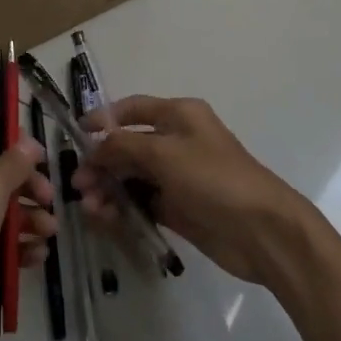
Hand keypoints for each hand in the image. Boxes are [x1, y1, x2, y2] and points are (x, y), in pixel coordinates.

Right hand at [75, 95, 312, 286]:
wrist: (264, 232)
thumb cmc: (214, 178)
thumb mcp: (164, 154)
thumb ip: (122, 147)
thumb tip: (94, 149)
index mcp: (178, 115)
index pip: (132, 109)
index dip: (103, 119)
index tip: (76, 135)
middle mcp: (177, 141)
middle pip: (128, 146)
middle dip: (101, 163)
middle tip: (79, 187)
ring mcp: (178, 177)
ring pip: (132, 177)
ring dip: (109, 189)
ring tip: (92, 210)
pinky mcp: (180, 209)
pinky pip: (143, 203)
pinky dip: (123, 209)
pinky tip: (106, 220)